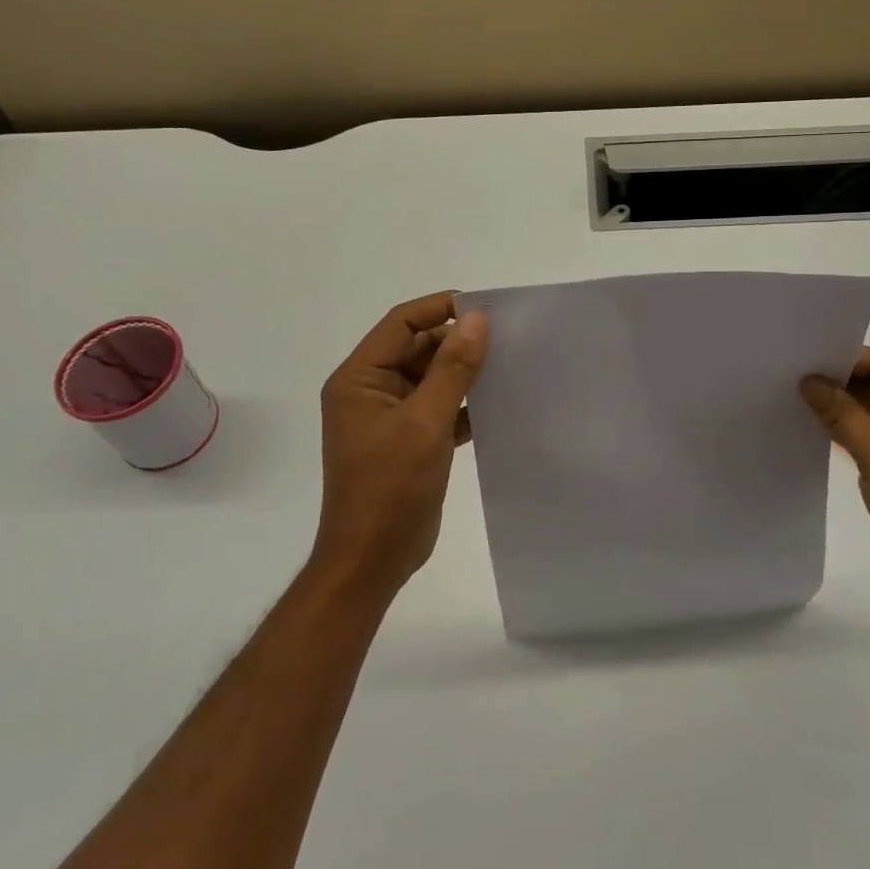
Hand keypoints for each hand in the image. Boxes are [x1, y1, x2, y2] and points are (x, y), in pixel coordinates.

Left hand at [314, 292, 487, 597]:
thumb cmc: (390, 489)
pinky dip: (464, 404)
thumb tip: (477, 318)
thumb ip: (452, 368)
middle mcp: (371, 390)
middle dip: (458, 342)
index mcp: (359, 378)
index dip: (441, 309)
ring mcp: (390, 417)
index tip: (485, 308)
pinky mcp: (409, 440)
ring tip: (509, 365)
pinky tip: (498, 404)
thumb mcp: (425, 423)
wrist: (372, 561)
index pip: (401, 324)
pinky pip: (439, 407)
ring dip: (464, 373)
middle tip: (507, 339)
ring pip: (431, 378)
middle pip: (417, 348)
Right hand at [801, 349, 869, 622]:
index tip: (802, 363)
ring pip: (868, 413)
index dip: (845, 361)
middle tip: (788, 380)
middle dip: (836, 384)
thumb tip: (808, 381)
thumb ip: (843, 414)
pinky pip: (867, 439)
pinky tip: (810, 432)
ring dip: (836, 410)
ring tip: (791, 402)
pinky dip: (842, 434)